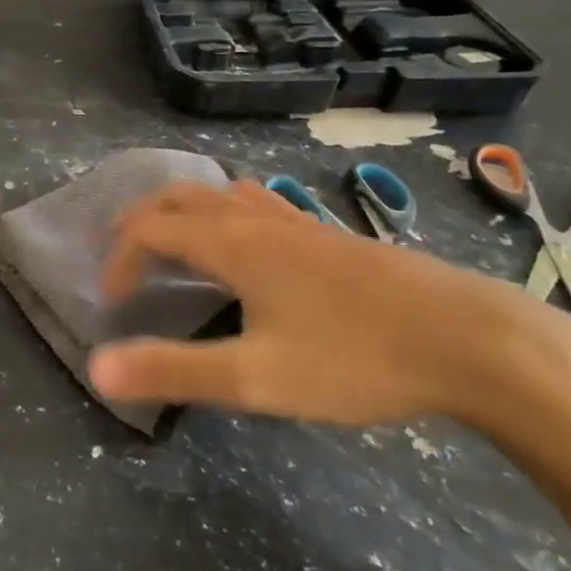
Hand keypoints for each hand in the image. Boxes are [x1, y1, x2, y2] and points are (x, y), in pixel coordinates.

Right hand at [88, 179, 555, 425]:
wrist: (473, 340)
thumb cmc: (356, 358)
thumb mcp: (256, 377)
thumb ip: (174, 370)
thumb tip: (97, 367)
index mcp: (231, 242)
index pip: (151, 229)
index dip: (120, 258)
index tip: (111, 300)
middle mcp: (257, 218)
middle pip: (181, 196)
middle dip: (142, 220)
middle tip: (125, 256)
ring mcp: (299, 221)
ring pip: (223, 193)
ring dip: (185, 210)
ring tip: (176, 245)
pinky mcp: (331, 235)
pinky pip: (259, 204)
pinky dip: (227, 214)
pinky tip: (249, 249)